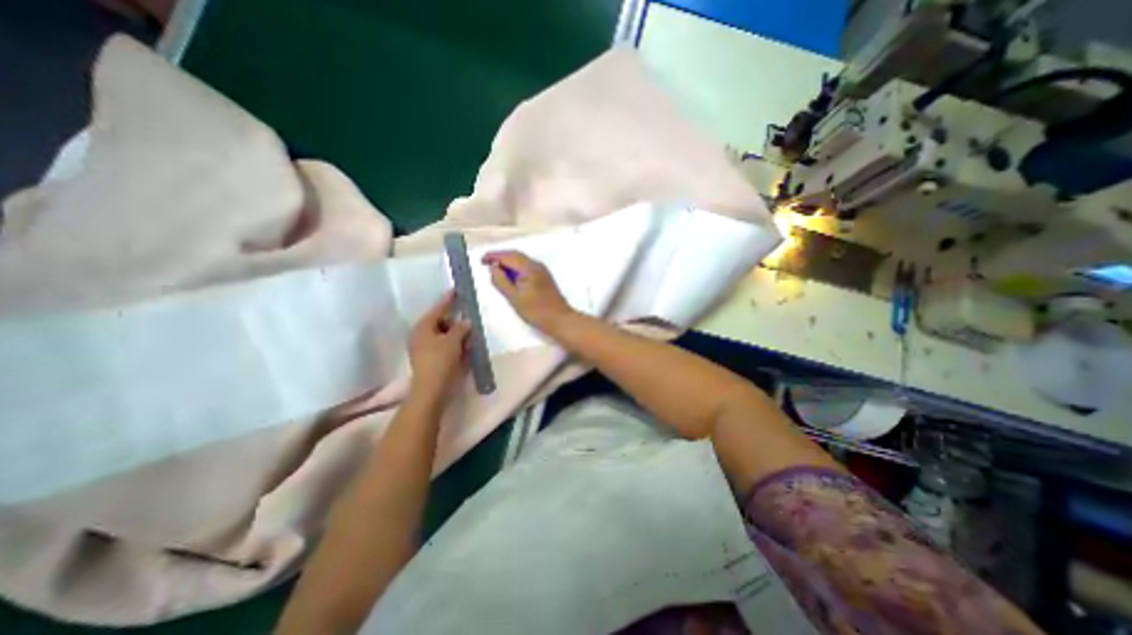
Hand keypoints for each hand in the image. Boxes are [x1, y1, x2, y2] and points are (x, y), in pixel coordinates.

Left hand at [410, 291, 471, 395]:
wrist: (432, 389)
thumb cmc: (441, 360)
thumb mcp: (453, 341)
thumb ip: (461, 328)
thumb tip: (466, 322)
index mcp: (423, 327)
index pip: (438, 308)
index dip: (448, 299)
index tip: (456, 290)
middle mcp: (421, 335)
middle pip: (440, 321)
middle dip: (454, 319)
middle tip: (468, 316)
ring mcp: (424, 348)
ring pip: (443, 334)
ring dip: (456, 332)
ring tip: (469, 331)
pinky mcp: (430, 358)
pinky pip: (444, 344)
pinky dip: (453, 343)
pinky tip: (464, 344)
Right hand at [482, 251, 578, 335]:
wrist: (560, 320)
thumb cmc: (536, 311)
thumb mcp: (514, 298)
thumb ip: (501, 281)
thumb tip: (493, 267)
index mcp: (529, 267)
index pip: (508, 256)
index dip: (493, 256)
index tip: (481, 260)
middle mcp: (537, 265)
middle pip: (516, 256)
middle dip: (500, 258)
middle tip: (485, 263)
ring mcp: (542, 271)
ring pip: (522, 262)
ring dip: (508, 263)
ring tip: (495, 271)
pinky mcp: (545, 278)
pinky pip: (527, 268)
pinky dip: (516, 269)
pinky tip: (510, 278)